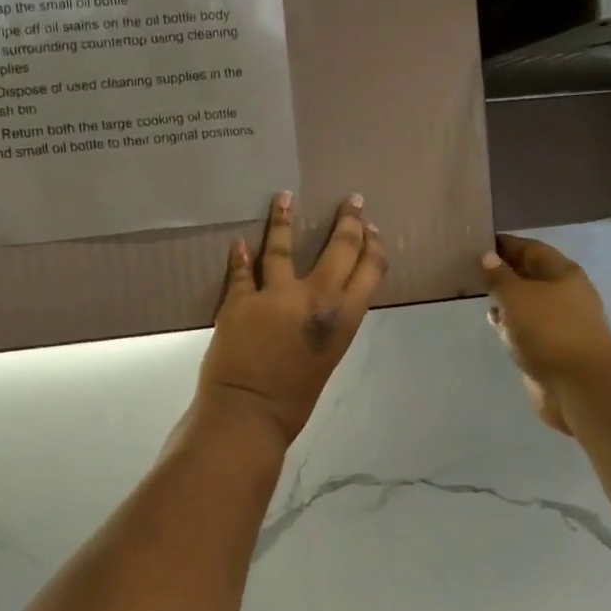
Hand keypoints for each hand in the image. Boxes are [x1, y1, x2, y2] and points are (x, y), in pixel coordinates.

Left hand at [196, 192, 386, 447]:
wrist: (249, 413)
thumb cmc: (295, 399)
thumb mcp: (328, 357)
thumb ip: (330, 324)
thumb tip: (326, 300)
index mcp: (344, 318)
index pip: (369, 270)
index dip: (372, 245)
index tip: (372, 228)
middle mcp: (314, 298)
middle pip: (338, 248)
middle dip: (348, 221)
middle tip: (351, 201)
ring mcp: (273, 295)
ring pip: (281, 247)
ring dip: (283, 219)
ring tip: (283, 197)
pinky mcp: (238, 300)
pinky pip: (241, 271)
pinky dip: (240, 256)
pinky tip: (239, 243)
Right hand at [481, 233, 610, 434]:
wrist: (579, 385)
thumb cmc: (548, 331)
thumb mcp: (516, 296)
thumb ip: (499, 276)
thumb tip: (488, 257)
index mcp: (562, 273)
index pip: (530, 249)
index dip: (505, 244)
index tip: (476, 242)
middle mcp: (564, 294)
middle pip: (530, 275)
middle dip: (503, 271)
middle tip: (469, 269)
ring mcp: (559, 322)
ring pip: (527, 302)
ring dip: (505, 298)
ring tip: (477, 294)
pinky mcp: (552, 347)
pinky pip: (527, 327)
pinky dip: (510, 323)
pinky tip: (495, 325)